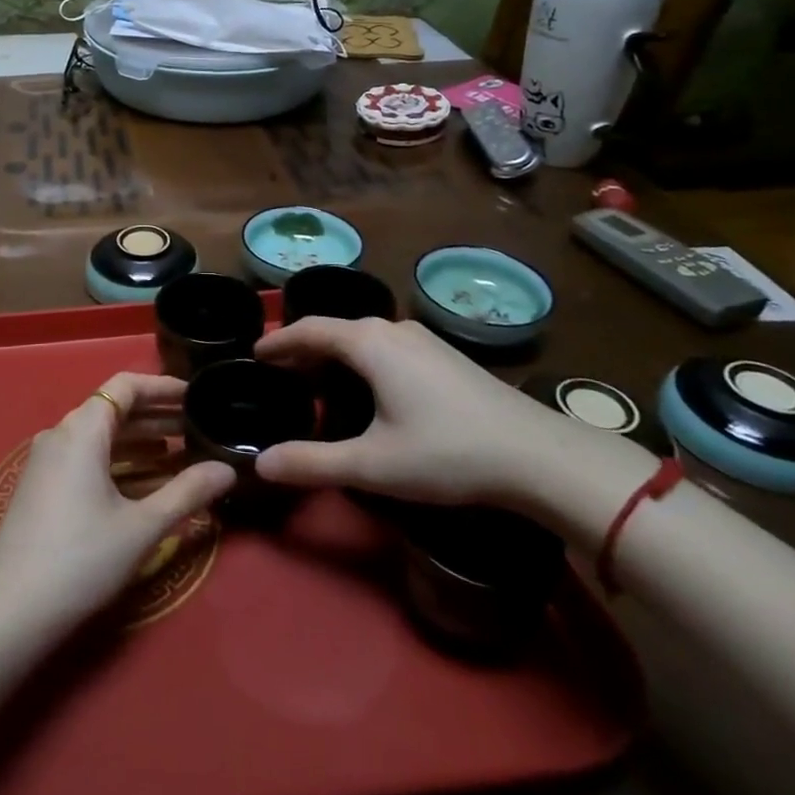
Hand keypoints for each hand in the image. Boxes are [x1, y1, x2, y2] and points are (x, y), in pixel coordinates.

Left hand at [0, 372, 234, 634]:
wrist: (10, 610)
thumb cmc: (81, 558)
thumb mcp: (142, 526)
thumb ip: (187, 492)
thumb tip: (228, 469)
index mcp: (82, 429)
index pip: (125, 386)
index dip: (162, 387)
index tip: (195, 396)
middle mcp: (61, 434)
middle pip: (113, 410)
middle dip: (156, 416)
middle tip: (197, 426)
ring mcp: (47, 461)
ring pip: (100, 437)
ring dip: (139, 441)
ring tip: (180, 454)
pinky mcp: (42, 487)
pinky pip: (86, 458)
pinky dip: (118, 462)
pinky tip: (144, 483)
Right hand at [251, 317, 587, 508]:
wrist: (539, 456)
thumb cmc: (447, 453)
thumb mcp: (373, 465)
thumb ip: (313, 463)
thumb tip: (261, 464)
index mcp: (369, 343)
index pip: (310, 330)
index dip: (279, 342)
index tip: (255, 354)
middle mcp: (394, 330)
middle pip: (336, 330)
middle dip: (305, 348)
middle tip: (280, 372)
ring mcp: (424, 340)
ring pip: (365, 337)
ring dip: (335, 353)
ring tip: (317, 379)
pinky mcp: (445, 356)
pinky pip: (387, 346)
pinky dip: (362, 359)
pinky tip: (368, 387)